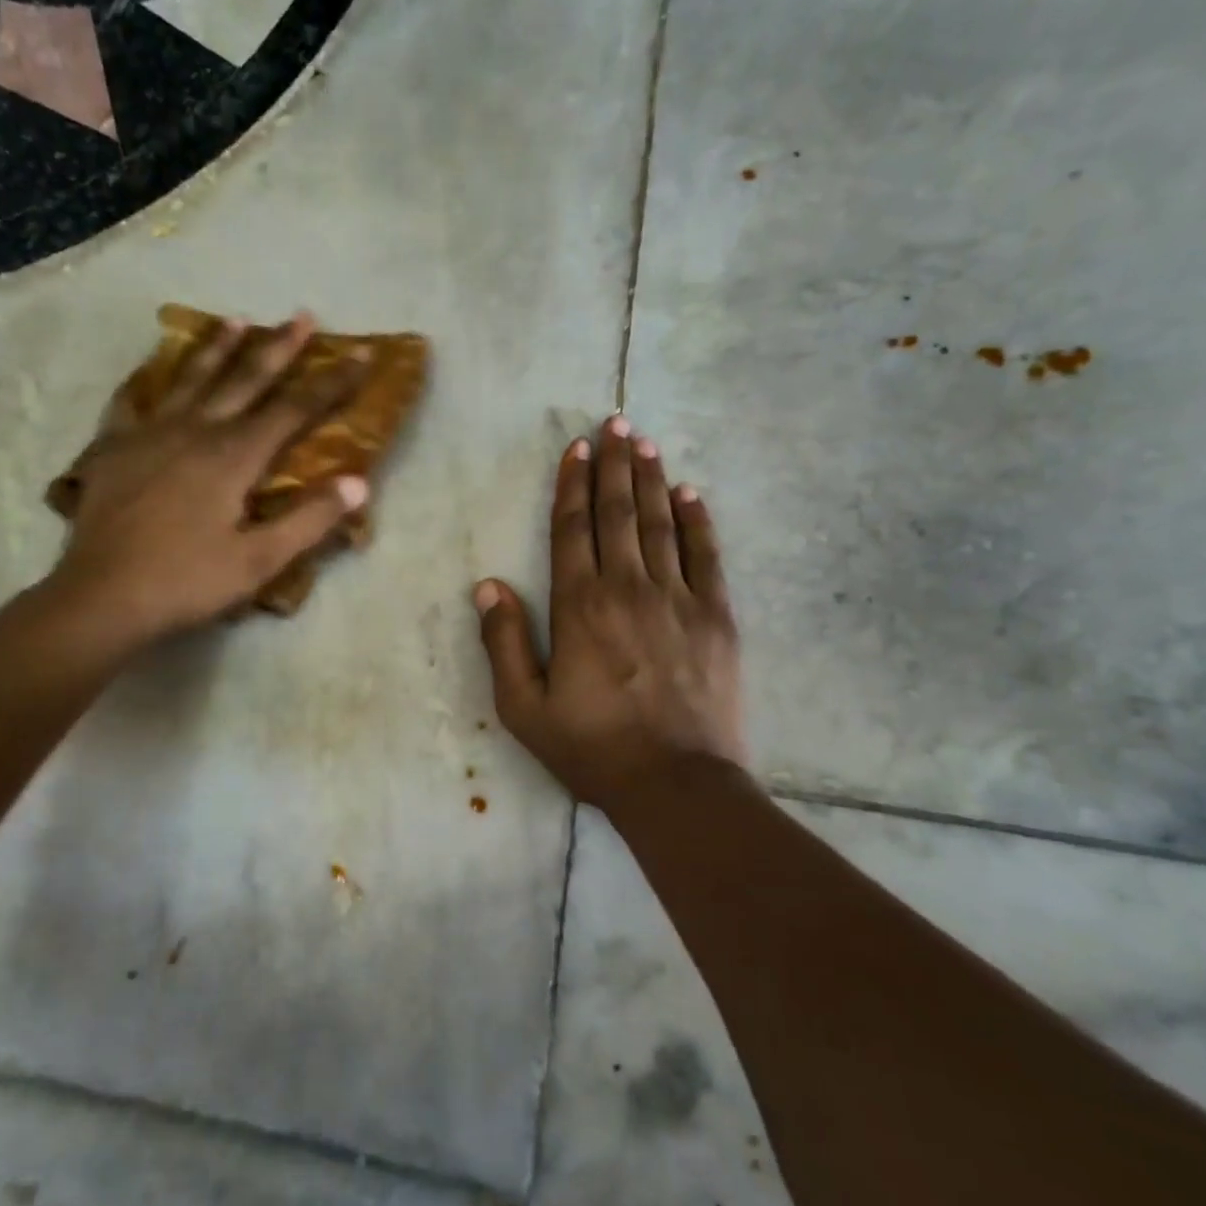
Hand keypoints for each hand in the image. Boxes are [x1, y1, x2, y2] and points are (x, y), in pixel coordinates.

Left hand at [41, 312, 366, 659]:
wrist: (102, 597)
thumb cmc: (187, 581)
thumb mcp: (259, 560)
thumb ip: (309, 520)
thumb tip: (358, 483)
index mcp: (233, 456)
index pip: (293, 410)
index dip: (330, 383)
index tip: (359, 356)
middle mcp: (194, 431)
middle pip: (244, 380)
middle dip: (278, 348)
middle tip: (301, 315)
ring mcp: (149, 434)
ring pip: (191, 380)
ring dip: (219, 349)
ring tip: (237, 320)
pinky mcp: (114, 449)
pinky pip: (133, 403)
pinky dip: (148, 382)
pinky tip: (151, 374)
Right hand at [473, 415, 743, 815]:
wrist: (676, 784)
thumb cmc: (591, 748)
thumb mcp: (523, 706)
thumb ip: (504, 642)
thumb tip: (488, 584)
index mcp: (579, 606)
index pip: (573, 529)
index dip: (573, 484)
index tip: (577, 447)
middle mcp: (628, 588)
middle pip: (619, 514)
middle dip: (615, 465)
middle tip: (616, 422)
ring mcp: (679, 599)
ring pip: (661, 524)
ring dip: (651, 480)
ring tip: (646, 442)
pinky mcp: (717, 617)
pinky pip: (706, 555)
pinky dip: (697, 521)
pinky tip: (691, 494)